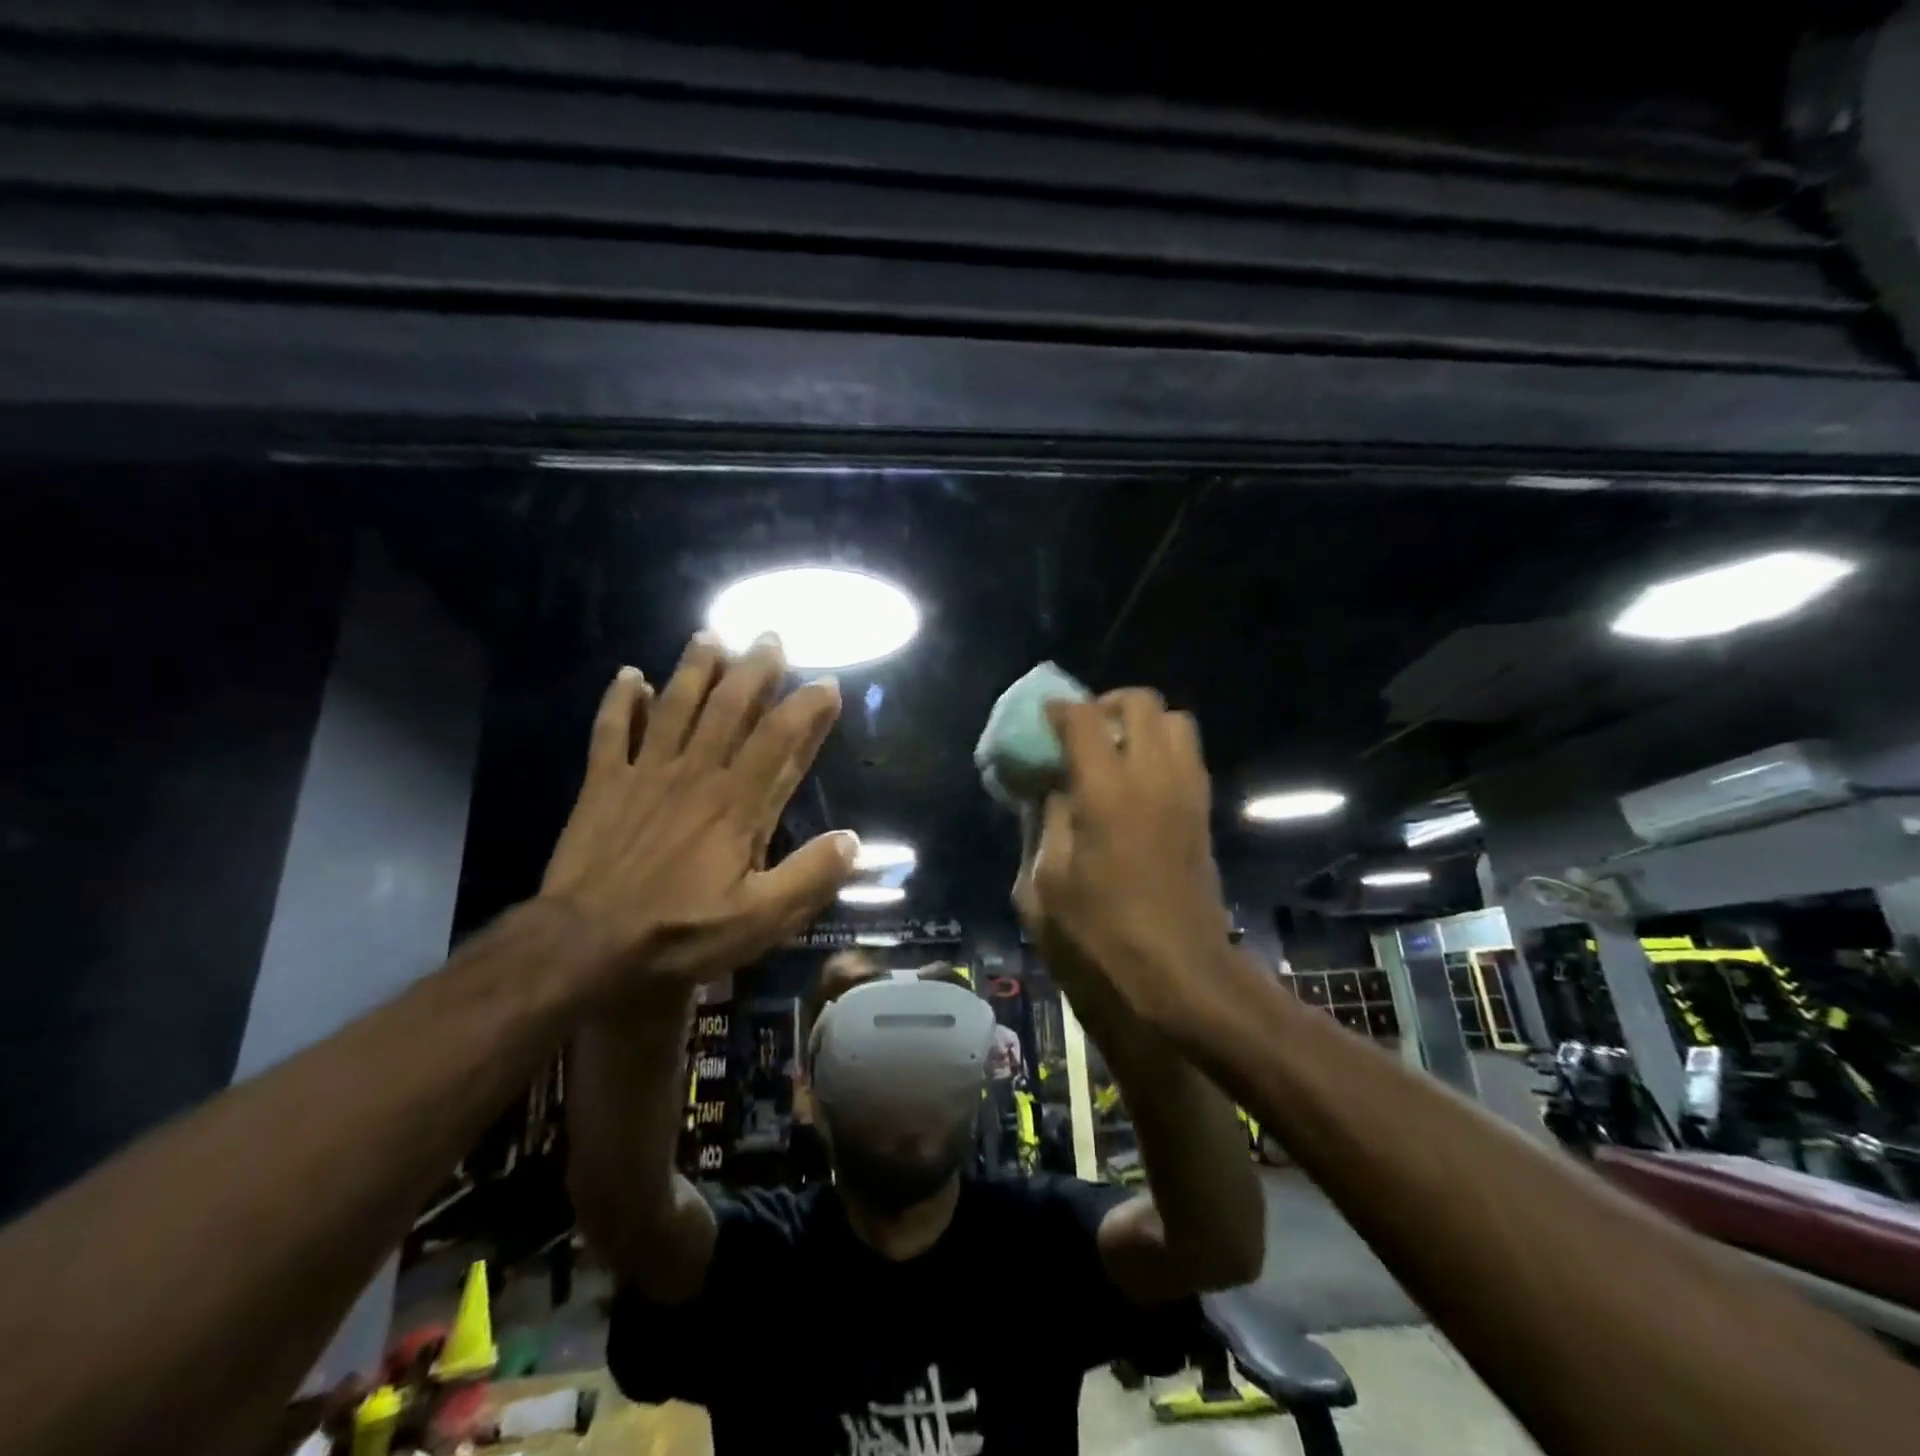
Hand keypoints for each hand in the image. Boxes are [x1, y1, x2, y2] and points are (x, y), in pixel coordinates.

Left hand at [540, 632, 857, 993]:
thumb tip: (852, 841)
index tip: (827, 683)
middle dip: (754, 669)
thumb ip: (810, 877)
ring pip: (675, 706)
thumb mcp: (761, 921)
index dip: (806, 707)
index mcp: (738, 805)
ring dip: (695, 669)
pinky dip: (620, 701)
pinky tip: (629, 676)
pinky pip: (611, 731)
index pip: (780, 740)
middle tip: (769, 638)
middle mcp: (696, 774)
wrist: (584, 947)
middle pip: (729, 707)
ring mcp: (646, 774)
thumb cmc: (679, 934)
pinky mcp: (603, 785)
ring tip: (710, 636)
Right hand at [1020, 690, 1231, 1028]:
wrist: (1178, 974)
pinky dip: (1162, 750)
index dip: (1058, 710)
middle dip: (1106, 704)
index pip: (1084, 718)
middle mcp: (1153, 777)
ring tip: (1113, 753)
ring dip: (1142, 724)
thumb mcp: (1045, 884)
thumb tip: (1046, 788)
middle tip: (1081, 733)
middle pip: (1141, 702)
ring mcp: (1187, 792)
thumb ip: (1043, 823)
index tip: (1042, 723)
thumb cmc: (1100, 936)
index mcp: (1106, 792)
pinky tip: (1136, 784)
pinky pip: (1187, 756)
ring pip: (1175, 721)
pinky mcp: (1203, 812)